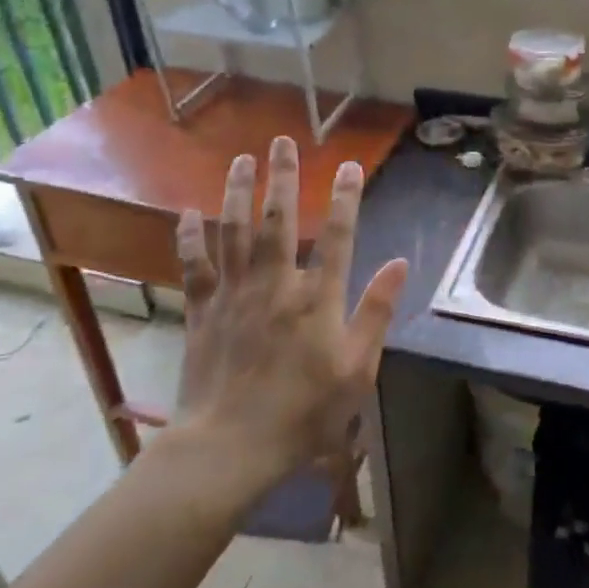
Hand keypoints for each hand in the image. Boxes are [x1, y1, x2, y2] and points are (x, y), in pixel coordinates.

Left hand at [171, 136, 408, 487]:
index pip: (338, 235)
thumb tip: (400, 262)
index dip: (345, 197)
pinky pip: (194, 266)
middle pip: (279, 220)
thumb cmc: (304, 412)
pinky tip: (189, 212)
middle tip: (282, 141)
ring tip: (241, 158)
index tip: (349, 165)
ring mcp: (234, 294)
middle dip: (283, 177)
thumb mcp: (357, 368)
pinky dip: (190, 237)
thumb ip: (377, 311)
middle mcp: (275, 283)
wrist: (230, 446)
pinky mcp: (202, 312)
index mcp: (317, 297)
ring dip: (238, 191)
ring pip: (234, 231)